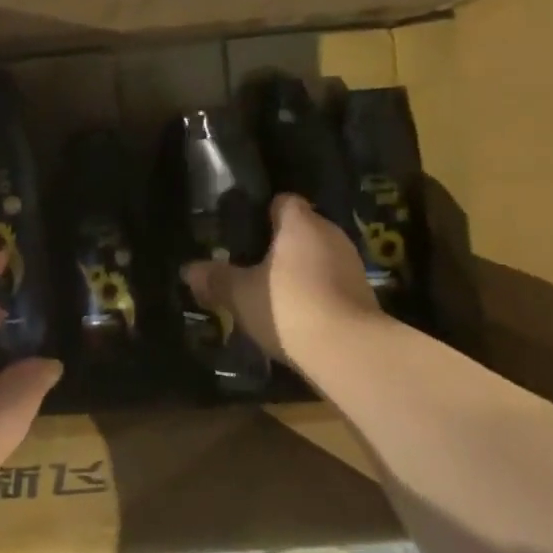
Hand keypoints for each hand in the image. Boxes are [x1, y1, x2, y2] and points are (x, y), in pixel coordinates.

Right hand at [183, 194, 385, 370]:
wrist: (349, 351)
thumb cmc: (289, 306)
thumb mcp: (240, 295)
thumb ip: (215, 279)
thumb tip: (188, 270)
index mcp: (300, 223)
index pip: (283, 201)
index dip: (262, 213)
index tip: (242, 232)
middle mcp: (331, 234)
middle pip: (301, 229)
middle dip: (277, 245)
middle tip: (249, 265)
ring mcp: (352, 263)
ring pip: (317, 256)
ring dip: (298, 270)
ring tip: (270, 292)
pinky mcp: (364, 293)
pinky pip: (331, 282)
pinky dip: (315, 292)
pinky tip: (296, 314)